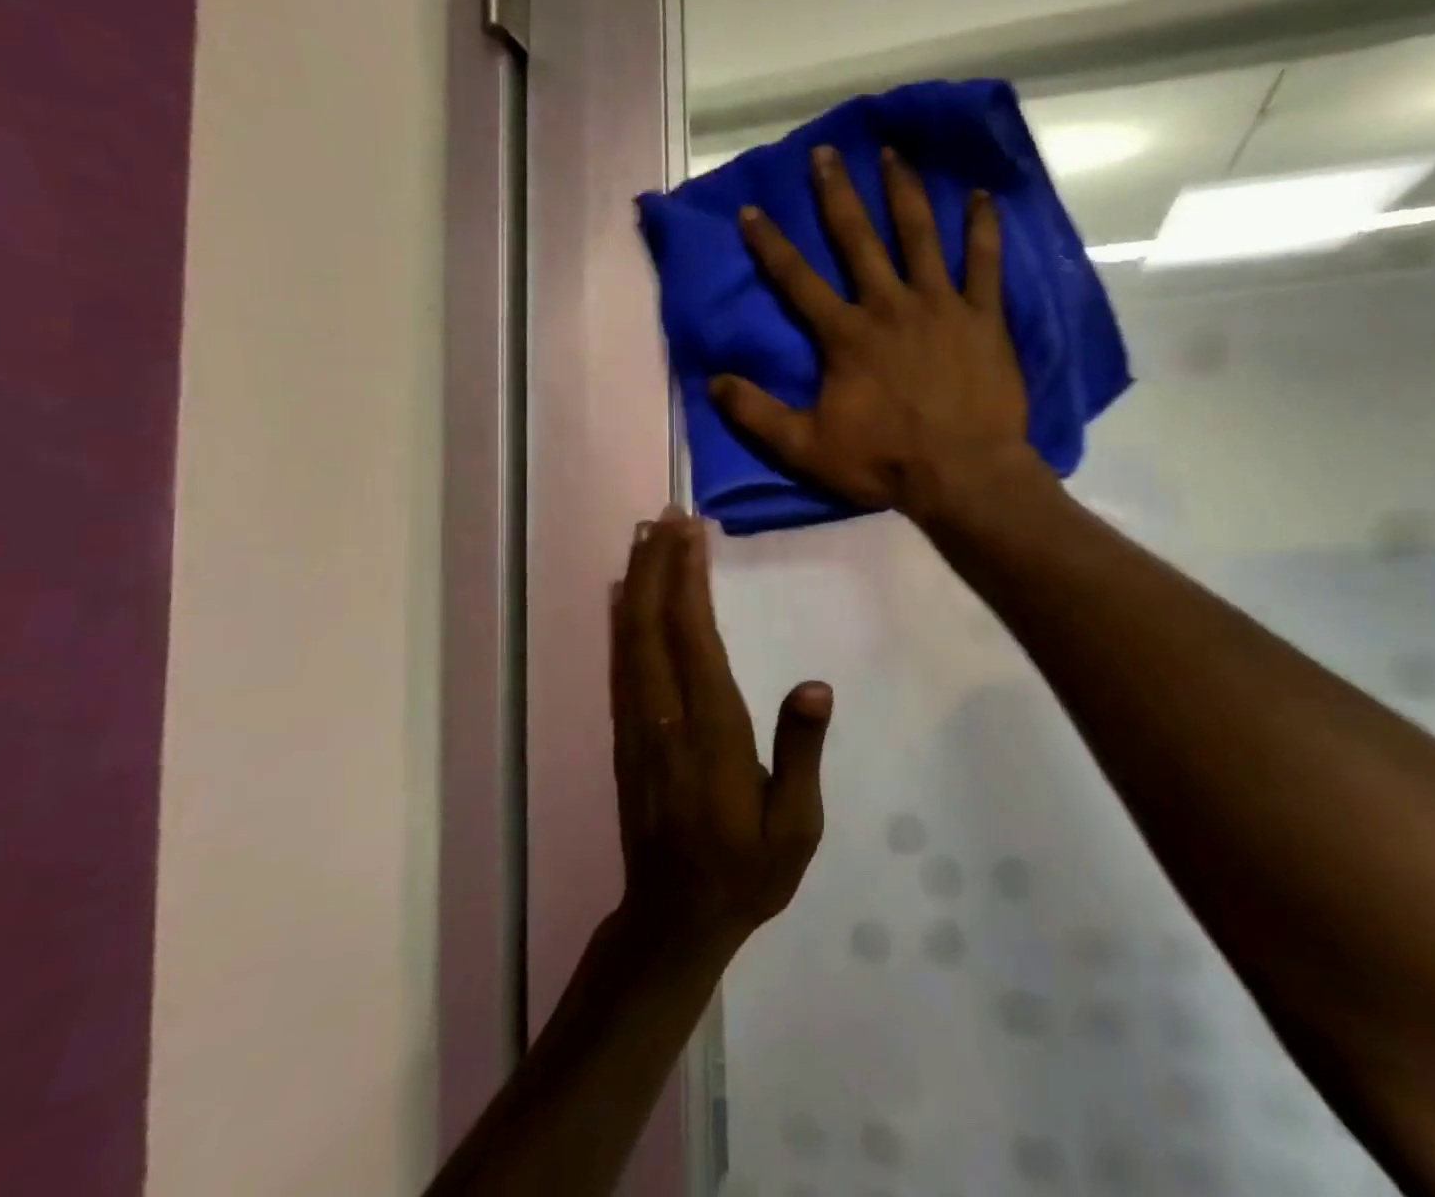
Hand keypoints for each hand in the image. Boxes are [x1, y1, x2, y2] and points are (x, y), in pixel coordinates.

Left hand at [610, 506, 832, 960]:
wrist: (673, 921)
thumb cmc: (747, 871)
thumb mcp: (796, 827)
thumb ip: (801, 754)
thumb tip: (814, 685)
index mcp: (711, 736)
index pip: (694, 642)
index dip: (689, 583)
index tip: (692, 532)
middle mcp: (665, 720)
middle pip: (653, 628)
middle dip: (659, 565)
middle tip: (668, 515)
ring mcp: (637, 728)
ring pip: (629, 641)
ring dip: (637, 583)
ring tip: (644, 535)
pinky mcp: (625, 737)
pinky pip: (620, 666)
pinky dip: (620, 621)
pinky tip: (622, 593)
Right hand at [710, 145, 1032, 518]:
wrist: (963, 475)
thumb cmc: (884, 462)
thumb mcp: (807, 448)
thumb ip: (757, 415)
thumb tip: (712, 382)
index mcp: (845, 335)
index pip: (797, 280)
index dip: (770, 244)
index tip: (751, 209)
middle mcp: (888, 305)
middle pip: (857, 239)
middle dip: (837, 194)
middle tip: (826, 152)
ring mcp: (939, 305)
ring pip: (919, 235)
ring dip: (904, 192)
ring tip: (893, 154)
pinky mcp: (983, 317)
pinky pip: (984, 262)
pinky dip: (982, 227)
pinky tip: (982, 195)